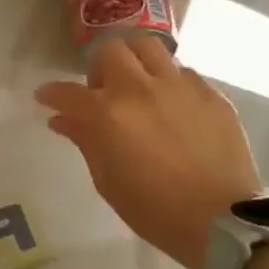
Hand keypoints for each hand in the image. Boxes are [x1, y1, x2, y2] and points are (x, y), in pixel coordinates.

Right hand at [35, 36, 262, 268]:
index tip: (45, 98)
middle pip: (110, 50)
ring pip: (148, 47)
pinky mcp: (211, 94)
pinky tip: (170, 105)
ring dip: (133, 61)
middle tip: (101, 91)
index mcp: (108, 115)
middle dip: (97, 67)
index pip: (67, 92)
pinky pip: (182, 72)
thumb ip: (84, 141)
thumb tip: (61, 120)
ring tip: (136, 85)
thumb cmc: (154, 209)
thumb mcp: (107, 180)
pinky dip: (168, 81)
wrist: (222, 221)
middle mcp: (140, 89)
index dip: (51, 93)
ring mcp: (180, 87)